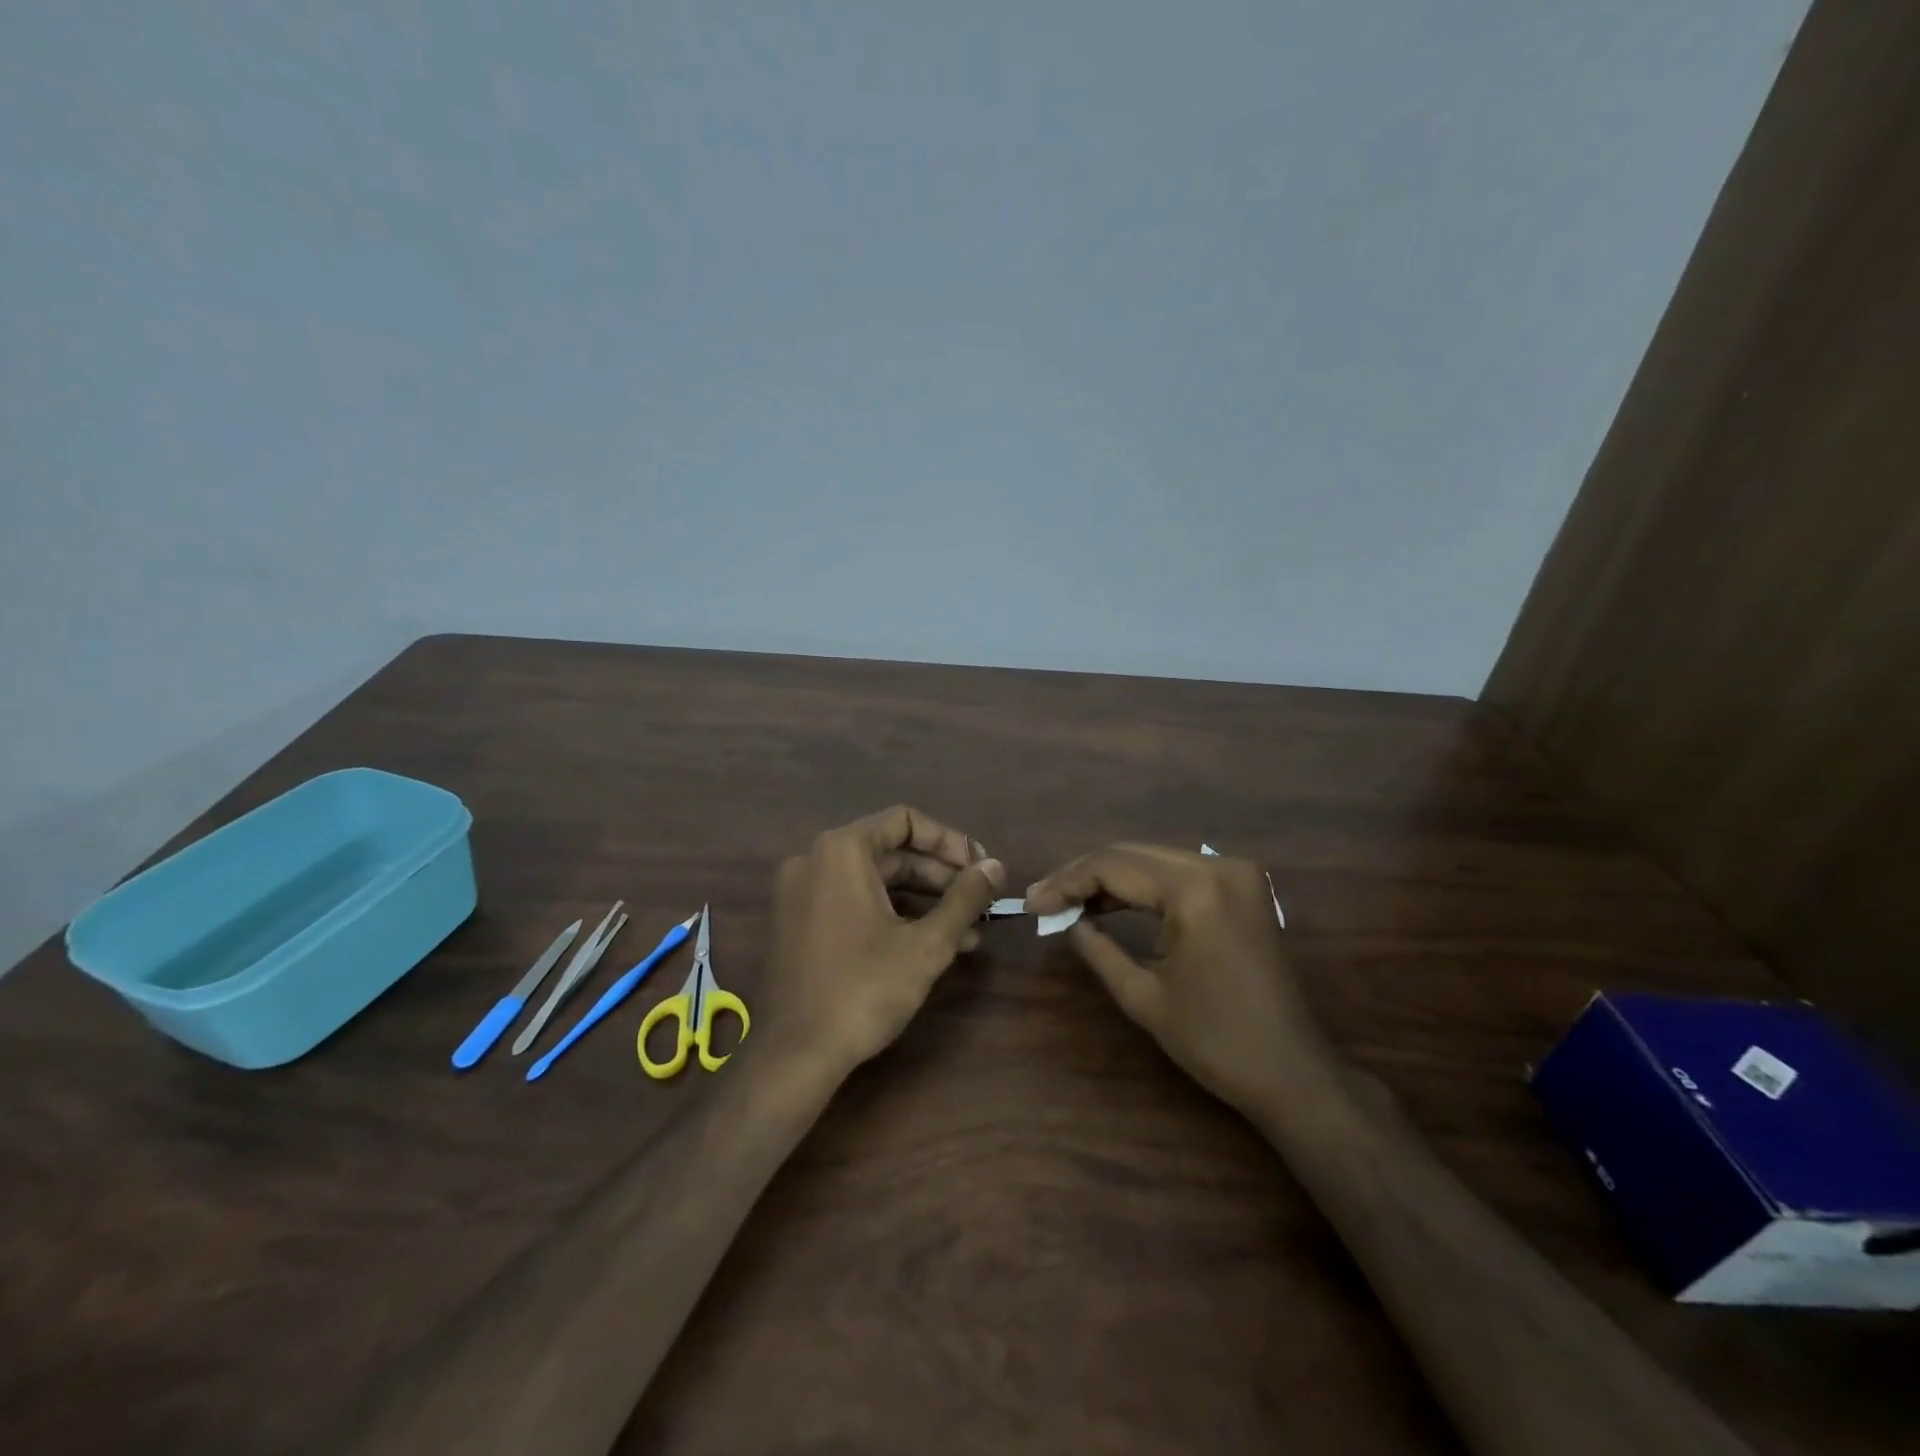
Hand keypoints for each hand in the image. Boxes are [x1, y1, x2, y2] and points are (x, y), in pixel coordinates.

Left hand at [761, 805, 1004, 1076]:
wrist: (794, 1055)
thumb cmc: (863, 989)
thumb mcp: (926, 944)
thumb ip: (965, 899)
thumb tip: (997, 867)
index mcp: (841, 850)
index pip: (905, 821)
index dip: (950, 841)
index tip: (981, 869)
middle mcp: (815, 859)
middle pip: (891, 851)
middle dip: (942, 876)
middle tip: (981, 901)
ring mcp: (802, 892)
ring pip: (876, 881)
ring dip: (923, 901)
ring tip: (969, 930)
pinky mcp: (799, 922)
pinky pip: (854, 902)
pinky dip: (893, 915)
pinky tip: (932, 944)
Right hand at [1025, 844, 1317, 1109]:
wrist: (1294, 1073)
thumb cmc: (1216, 1042)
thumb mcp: (1143, 997)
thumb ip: (1097, 949)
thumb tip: (1067, 921)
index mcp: (1195, 890)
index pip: (1114, 866)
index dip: (1066, 882)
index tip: (1031, 904)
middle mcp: (1217, 866)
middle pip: (1132, 854)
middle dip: (1083, 875)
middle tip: (1042, 900)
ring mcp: (1235, 874)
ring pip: (1152, 860)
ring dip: (1109, 878)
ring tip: (1066, 902)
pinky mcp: (1241, 888)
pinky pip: (1177, 874)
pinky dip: (1141, 886)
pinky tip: (1110, 903)